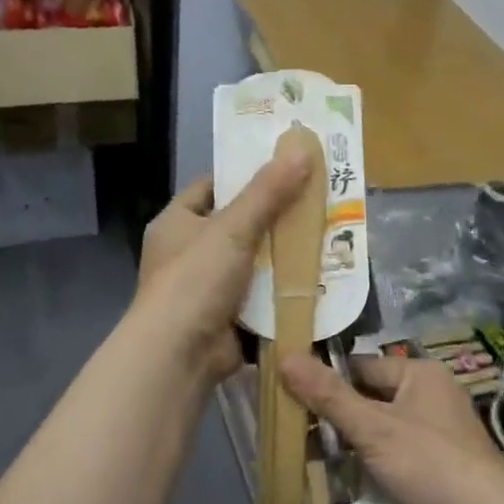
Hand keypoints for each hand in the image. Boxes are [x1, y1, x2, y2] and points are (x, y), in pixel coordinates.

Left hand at [133, 138, 311, 383]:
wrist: (178, 355)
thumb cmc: (196, 280)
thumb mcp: (233, 227)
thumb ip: (268, 191)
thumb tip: (302, 148)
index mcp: (177, 222)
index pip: (213, 186)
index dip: (247, 176)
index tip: (285, 168)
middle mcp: (188, 252)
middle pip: (238, 224)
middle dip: (275, 218)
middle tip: (317, 201)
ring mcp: (207, 287)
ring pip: (253, 262)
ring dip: (283, 256)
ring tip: (326, 236)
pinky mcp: (226, 318)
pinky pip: (260, 296)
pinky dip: (283, 290)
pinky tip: (317, 279)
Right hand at [280, 353, 503, 503]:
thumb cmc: (429, 465)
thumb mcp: (373, 429)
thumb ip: (328, 395)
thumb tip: (284, 355)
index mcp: (419, 373)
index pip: (360, 366)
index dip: (325, 379)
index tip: (286, 394)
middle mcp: (429, 395)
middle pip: (368, 396)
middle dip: (333, 413)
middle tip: (290, 429)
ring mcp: (435, 431)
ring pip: (378, 426)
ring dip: (347, 439)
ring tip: (305, 455)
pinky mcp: (436, 464)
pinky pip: (392, 451)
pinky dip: (368, 459)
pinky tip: (340, 475)